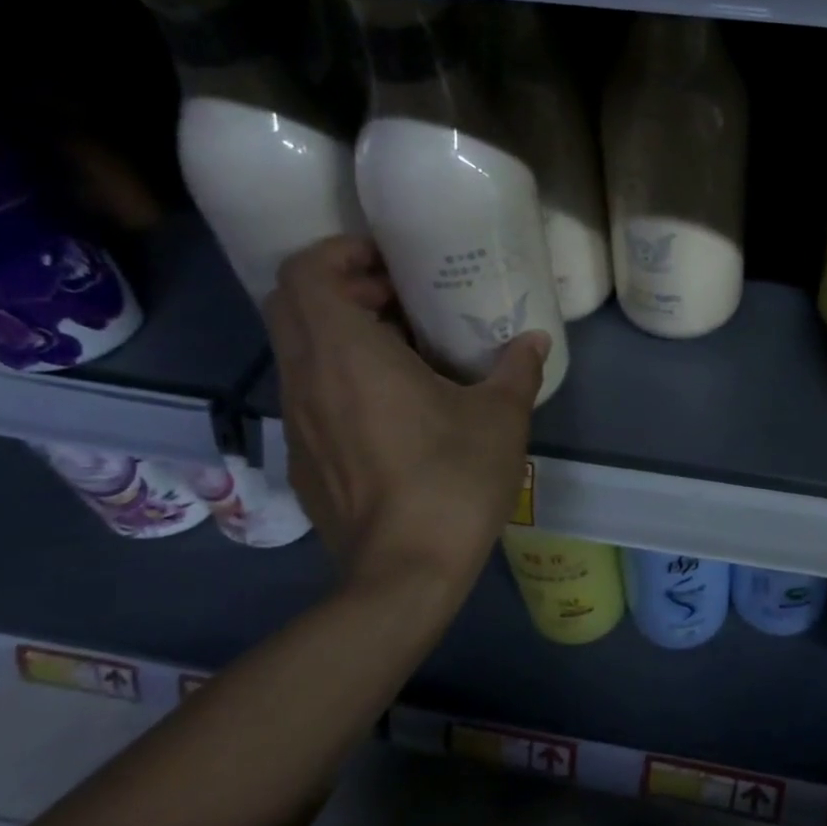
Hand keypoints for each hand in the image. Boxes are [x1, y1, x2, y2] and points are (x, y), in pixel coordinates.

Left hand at [264, 237, 547, 594]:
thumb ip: (517, 369)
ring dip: (339, 335)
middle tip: (398, 300)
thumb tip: (535, 340)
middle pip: (291, 305)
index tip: (388, 263)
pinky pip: (308, 394)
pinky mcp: (302, 458)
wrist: (404, 572)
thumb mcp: (501, 418)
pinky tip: (390, 408)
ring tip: (400, 351)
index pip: (305, 272)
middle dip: (341, 289)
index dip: (339, 253)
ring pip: (298, 351)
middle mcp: (306, 378)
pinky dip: (337, 377)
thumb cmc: (452, 480)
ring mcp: (296, 422)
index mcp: (346, 354)